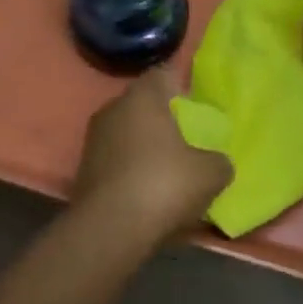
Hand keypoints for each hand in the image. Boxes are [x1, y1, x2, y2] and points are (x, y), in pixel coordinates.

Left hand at [73, 69, 230, 244]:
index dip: (181, 87)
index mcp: (143, 96)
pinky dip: (129, 168)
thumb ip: (219, 161)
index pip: (164, 74)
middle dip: (162, 119)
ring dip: (144, 146)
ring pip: (126, 131)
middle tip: (185, 141)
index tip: (195, 108)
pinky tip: (144, 191)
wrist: (109, 228)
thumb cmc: (163, 184)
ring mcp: (94, 136)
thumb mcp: (210, 175)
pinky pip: (115, 158)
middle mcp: (114, 106)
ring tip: (166, 171)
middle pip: (143, 104)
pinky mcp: (83, 166)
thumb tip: (218, 162)